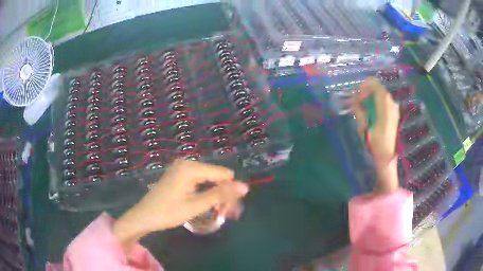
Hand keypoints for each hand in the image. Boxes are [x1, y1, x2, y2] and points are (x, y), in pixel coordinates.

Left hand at [113, 160, 248, 253]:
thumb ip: (220, 195)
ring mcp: (181, 169)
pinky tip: (208, 205)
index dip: (231, 191)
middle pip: (216, 177)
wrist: (144, 217)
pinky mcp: (178, 176)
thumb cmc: (168, 212)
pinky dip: (206, 194)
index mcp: (191, 168)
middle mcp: (187, 164)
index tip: (234, 209)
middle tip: (229, 214)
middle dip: (224, 195)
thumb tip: (245, 187)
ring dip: (216, 196)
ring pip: (208, 180)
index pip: (223, 174)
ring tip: (221, 212)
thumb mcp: (195, 205)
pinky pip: (199, 182)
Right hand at [352, 77, 399, 193]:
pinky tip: (371, 113)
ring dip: (370, 97)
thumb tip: (354, 99)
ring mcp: (394, 107)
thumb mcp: (364, 126)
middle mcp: (391, 102)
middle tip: (359, 103)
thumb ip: (359, 110)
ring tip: (364, 110)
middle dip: (366, 92)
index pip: (374, 83)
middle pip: (377, 88)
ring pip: (380, 94)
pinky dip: (376, 102)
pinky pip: (383, 101)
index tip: (359, 98)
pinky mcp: (394, 113)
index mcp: (385, 103)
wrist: (387, 156)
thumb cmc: (375, 142)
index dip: (364, 87)